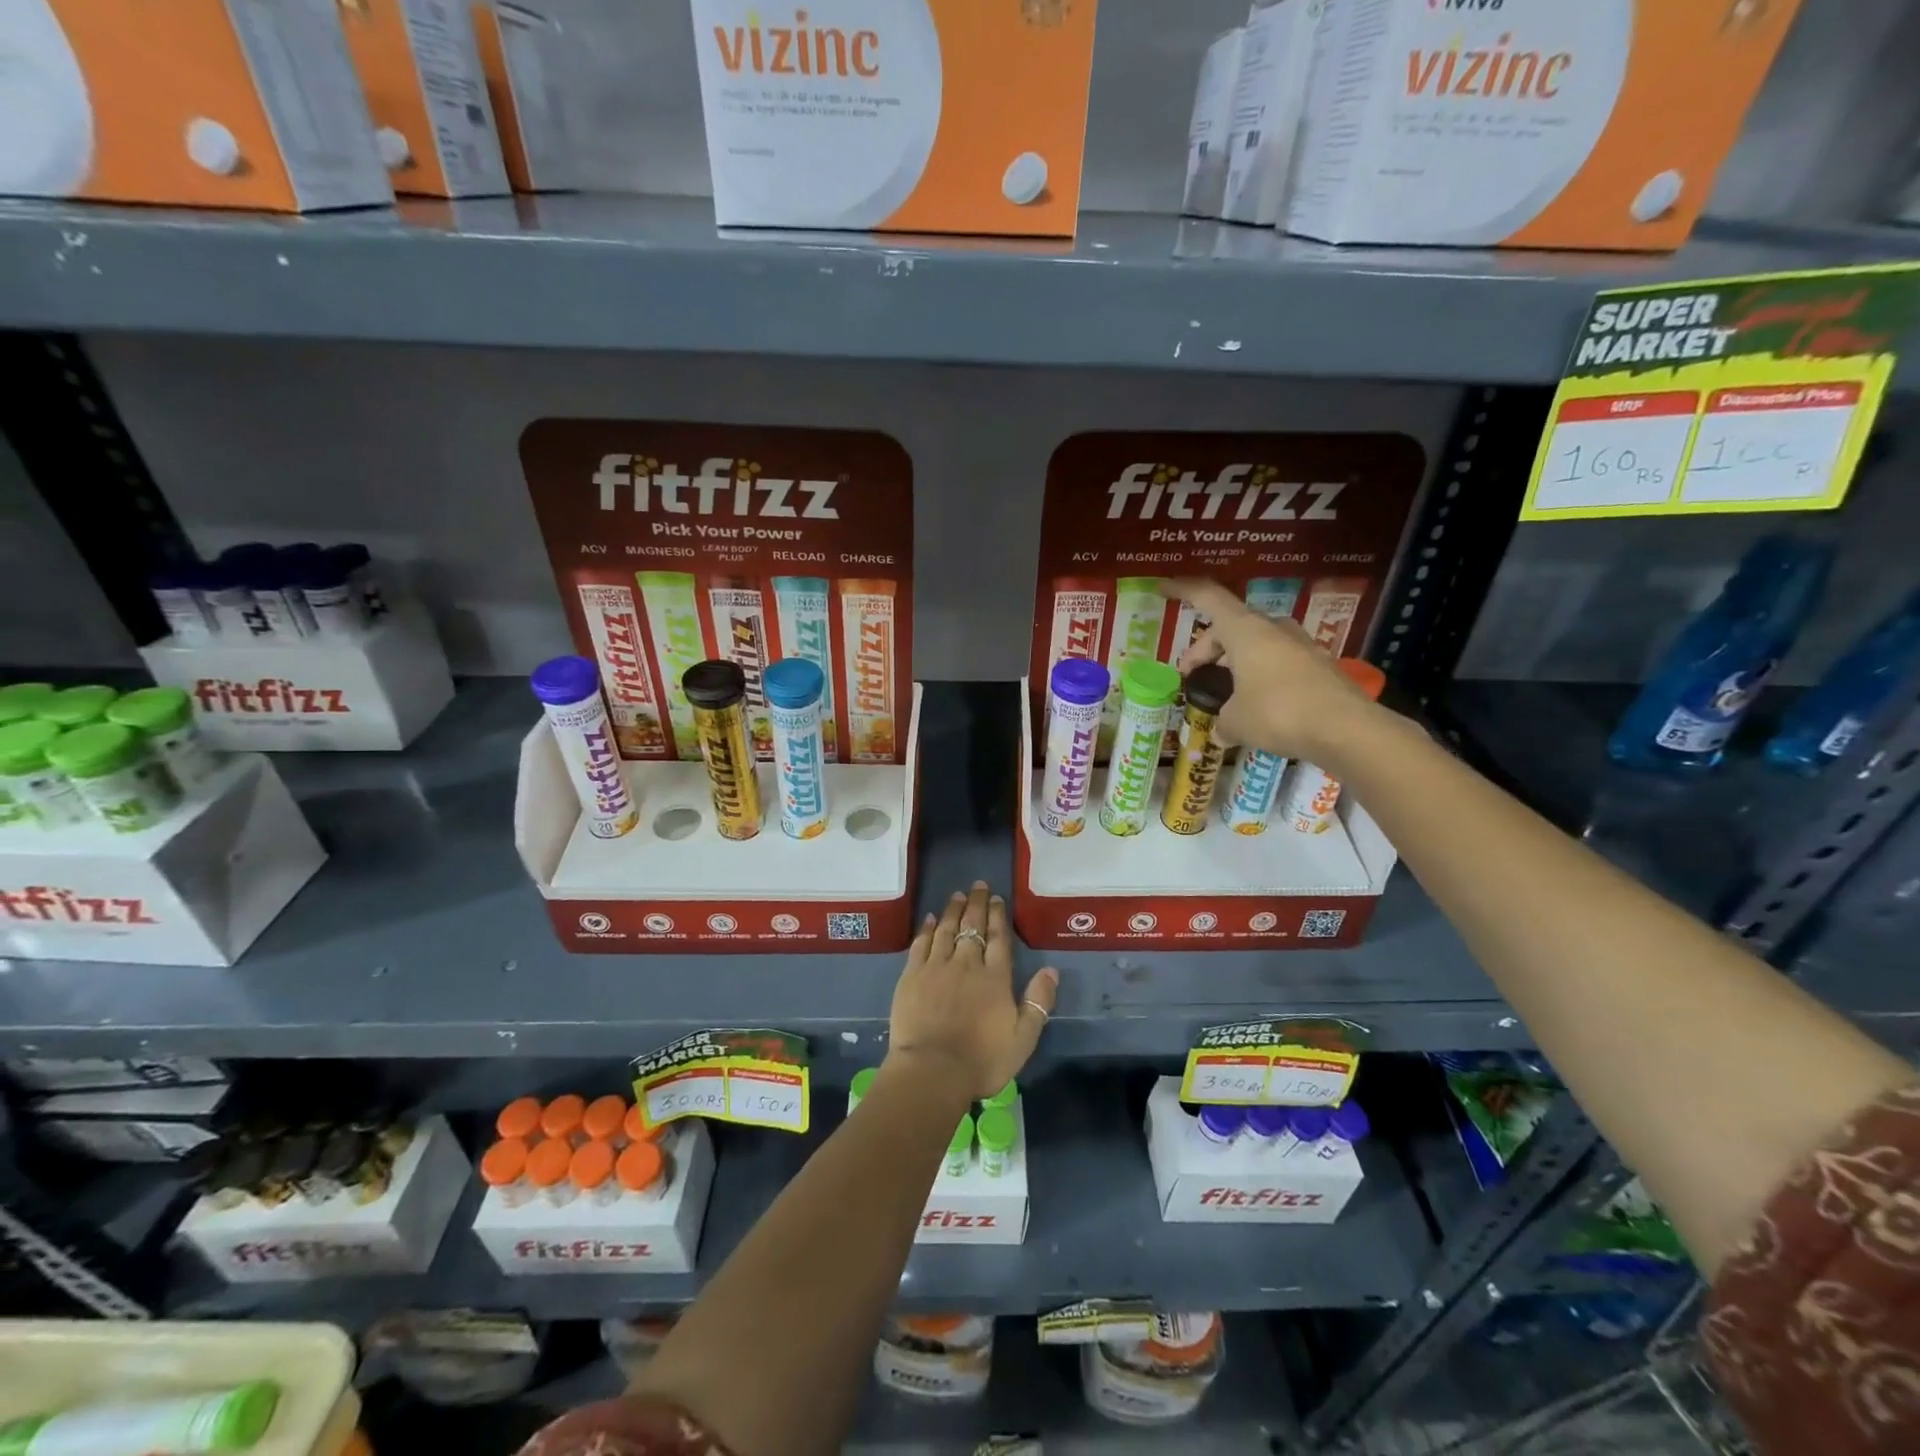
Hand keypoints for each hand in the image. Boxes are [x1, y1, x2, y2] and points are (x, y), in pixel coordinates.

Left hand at [886, 882, 1058, 1099]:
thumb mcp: (1023, 1038)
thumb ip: (1038, 1002)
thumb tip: (1051, 970)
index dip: (998, 916)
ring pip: (946, 929)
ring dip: (953, 910)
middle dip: (977, 903)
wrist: (932, 1070)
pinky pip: (921, 943)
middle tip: (978, 885)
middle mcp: (966, 963)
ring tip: (958, 895)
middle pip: (972, 926)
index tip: (997, 899)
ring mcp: (936, 966)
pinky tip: (929, 919)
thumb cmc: (982, 1059)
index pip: (998, 938)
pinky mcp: (912, 975)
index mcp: (995, 977)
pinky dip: (926, 929)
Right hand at [1163, 577, 1383, 763]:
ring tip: (1223, 692)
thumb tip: (1221, 732)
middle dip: (1206, 650)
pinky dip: (1259, 676)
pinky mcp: (1318, 666)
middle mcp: (1273, 629)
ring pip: (1255, 644)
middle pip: (1230, 626)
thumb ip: (1222, 722)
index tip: (1163, 588)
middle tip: (1192, 677)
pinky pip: (1277, 662)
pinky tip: (1255, 706)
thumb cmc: (1278, 713)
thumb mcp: (1237, 721)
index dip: (1183, 590)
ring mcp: (1300, 645)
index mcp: (1245, 630)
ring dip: (1234, 662)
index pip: (1208, 596)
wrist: (1347, 729)